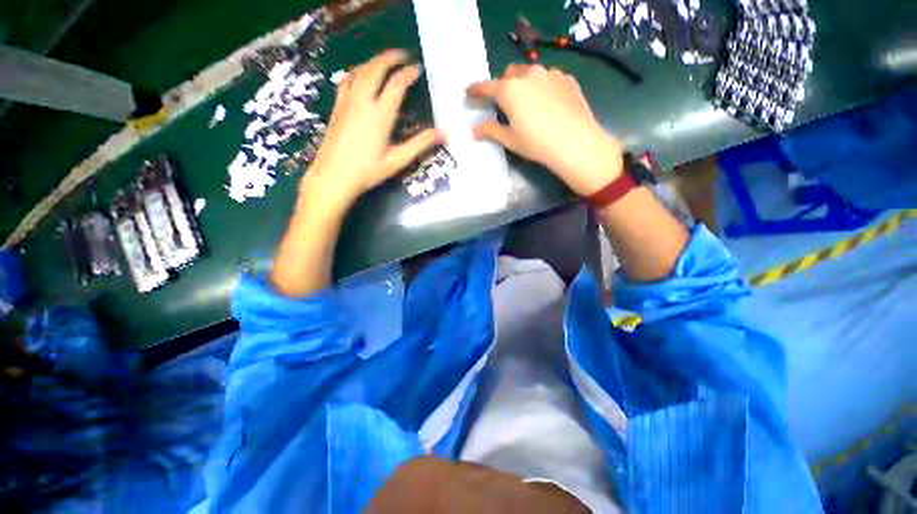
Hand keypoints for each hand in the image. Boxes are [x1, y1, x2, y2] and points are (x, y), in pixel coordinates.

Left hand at [305, 49, 440, 208]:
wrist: (332, 176)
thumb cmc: (367, 171)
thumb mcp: (397, 160)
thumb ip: (419, 144)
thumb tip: (443, 134)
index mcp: (380, 114)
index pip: (397, 84)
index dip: (408, 73)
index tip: (418, 69)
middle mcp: (363, 101)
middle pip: (376, 68)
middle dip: (391, 58)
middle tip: (403, 55)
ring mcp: (347, 102)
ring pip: (360, 71)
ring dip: (374, 61)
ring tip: (385, 61)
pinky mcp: (337, 107)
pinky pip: (347, 80)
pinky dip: (358, 71)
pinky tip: (360, 75)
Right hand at [466, 64, 622, 196]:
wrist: (576, 143)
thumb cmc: (537, 144)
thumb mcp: (510, 140)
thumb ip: (490, 130)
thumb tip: (474, 131)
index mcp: (510, 90)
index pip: (486, 87)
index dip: (475, 90)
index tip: (469, 93)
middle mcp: (528, 75)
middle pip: (509, 75)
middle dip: (502, 85)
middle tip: (503, 103)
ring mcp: (550, 74)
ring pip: (530, 74)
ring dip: (523, 84)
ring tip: (528, 103)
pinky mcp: (567, 79)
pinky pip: (548, 78)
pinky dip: (542, 86)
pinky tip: (547, 103)